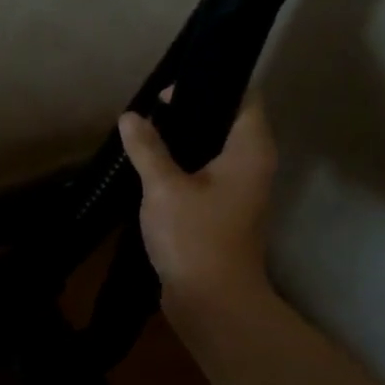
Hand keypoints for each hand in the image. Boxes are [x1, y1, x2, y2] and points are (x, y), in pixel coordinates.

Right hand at [118, 90, 277, 316]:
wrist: (211, 299)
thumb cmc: (194, 236)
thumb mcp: (164, 186)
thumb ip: (147, 148)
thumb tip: (131, 116)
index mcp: (250, 150)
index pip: (243, 97)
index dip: (208, 85)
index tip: (168, 91)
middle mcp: (253, 165)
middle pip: (225, 123)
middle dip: (187, 114)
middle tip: (148, 113)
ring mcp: (239, 191)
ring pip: (211, 152)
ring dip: (180, 144)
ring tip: (143, 138)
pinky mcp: (222, 213)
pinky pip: (202, 177)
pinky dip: (180, 169)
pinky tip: (149, 171)